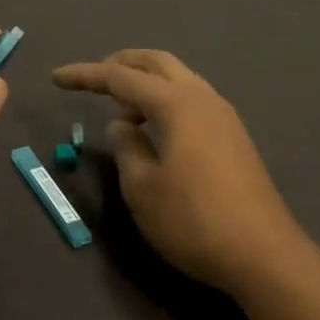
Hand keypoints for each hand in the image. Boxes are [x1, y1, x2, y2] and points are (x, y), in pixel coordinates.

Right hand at [52, 50, 304, 297]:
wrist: (264, 256)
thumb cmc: (193, 220)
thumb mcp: (142, 187)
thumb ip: (126, 147)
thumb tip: (122, 125)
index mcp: (176, 104)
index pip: (120, 77)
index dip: (85, 75)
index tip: (55, 77)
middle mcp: (202, 98)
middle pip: (157, 63)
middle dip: (121, 64)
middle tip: (93, 79)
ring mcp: (223, 117)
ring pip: (178, 80)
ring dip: (146, 83)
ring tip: (121, 108)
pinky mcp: (233, 138)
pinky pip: (191, 100)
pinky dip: (165, 101)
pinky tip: (153, 130)